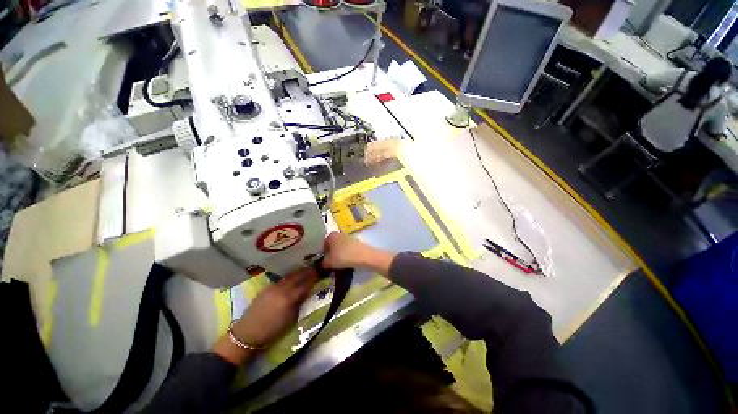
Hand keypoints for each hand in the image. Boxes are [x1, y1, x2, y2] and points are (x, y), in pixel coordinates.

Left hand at [214, 267, 317, 364]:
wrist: (247, 334)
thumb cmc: (272, 331)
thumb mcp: (290, 319)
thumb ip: (299, 303)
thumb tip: (306, 293)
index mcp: (288, 298)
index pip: (304, 284)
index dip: (313, 278)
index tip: (320, 272)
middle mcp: (281, 289)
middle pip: (297, 276)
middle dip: (307, 271)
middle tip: (315, 267)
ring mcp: (272, 287)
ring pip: (289, 276)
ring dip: (298, 272)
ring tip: (305, 269)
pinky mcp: (266, 288)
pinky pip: (281, 279)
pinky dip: (289, 276)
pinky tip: (292, 277)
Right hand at [323, 232, 394, 274]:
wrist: (363, 256)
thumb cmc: (342, 257)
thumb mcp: (328, 262)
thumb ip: (323, 263)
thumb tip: (323, 264)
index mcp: (330, 235)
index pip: (323, 245)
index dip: (323, 254)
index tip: (324, 262)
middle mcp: (339, 234)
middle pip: (332, 245)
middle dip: (331, 254)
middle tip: (331, 264)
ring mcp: (349, 237)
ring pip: (340, 247)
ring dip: (339, 255)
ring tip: (339, 265)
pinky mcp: (356, 243)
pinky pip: (348, 250)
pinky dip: (346, 255)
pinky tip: (347, 262)